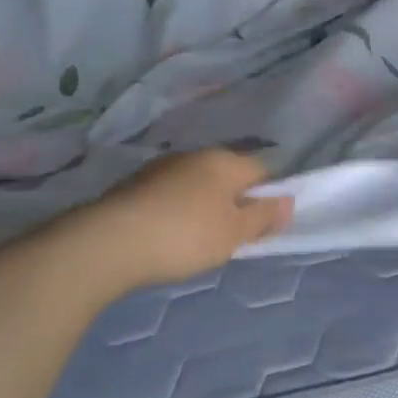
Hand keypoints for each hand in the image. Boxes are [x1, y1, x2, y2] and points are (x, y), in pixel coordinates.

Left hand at [83, 150, 292, 288]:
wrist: (109, 242)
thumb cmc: (185, 236)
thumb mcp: (234, 234)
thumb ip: (263, 217)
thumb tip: (287, 201)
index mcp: (225, 161)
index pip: (262, 169)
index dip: (270, 194)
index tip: (265, 222)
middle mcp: (195, 155)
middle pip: (228, 174)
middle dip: (235, 199)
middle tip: (234, 235)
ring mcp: (162, 167)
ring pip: (197, 183)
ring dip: (203, 204)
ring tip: (198, 238)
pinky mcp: (135, 184)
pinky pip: (170, 194)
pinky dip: (176, 209)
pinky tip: (169, 234)